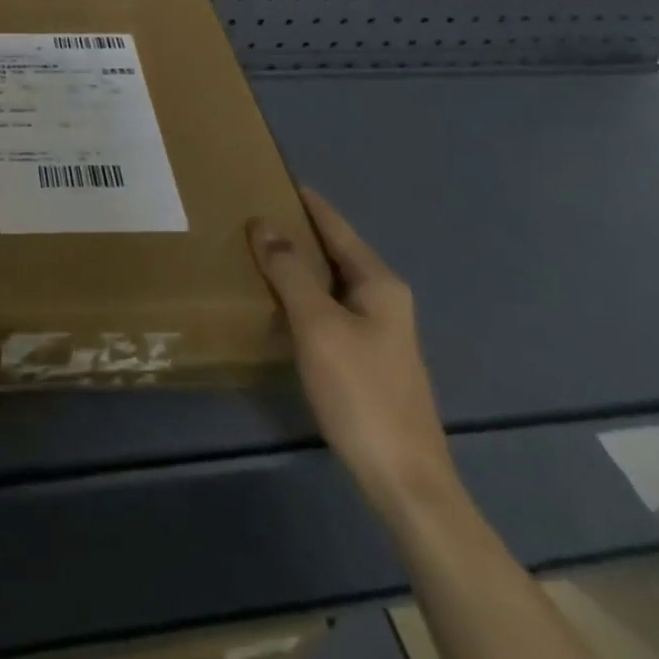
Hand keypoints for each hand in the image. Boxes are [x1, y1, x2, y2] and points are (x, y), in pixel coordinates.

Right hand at [248, 187, 457, 515]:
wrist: (405, 480)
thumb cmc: (361, 392)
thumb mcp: (318, 325)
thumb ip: (290, 271)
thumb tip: (264, 222)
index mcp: (379, 283)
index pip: (337, 227)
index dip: (308, 203)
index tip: (277, 178)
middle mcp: (384, 299)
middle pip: (336, 251)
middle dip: (299, 231)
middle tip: (253, 212)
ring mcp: (380, 332)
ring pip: (332, 282)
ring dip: (299, 264)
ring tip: (257, 250)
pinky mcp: (368, 359)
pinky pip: (330, 308)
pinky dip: (304, 294)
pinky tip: (280, 302)